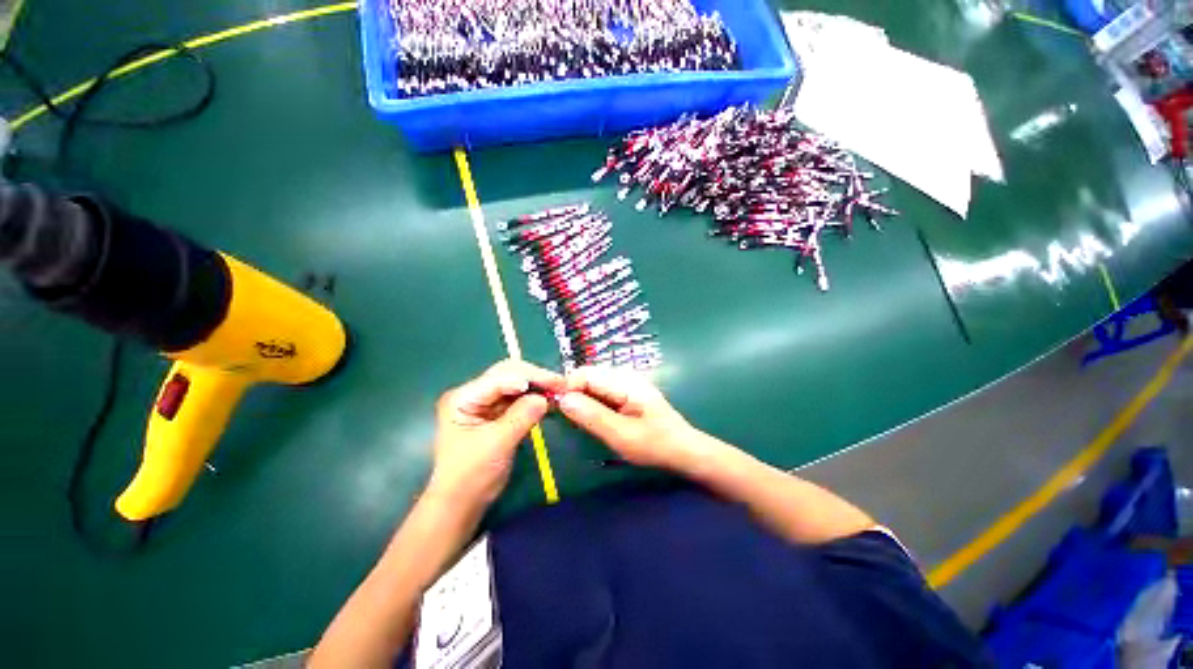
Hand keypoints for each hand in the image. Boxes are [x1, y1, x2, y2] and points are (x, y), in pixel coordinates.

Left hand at [427, 360, 563, 508]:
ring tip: (559, 392)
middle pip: (508, 374)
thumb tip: (545, 397)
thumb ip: (521, 416)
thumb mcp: (498, 444)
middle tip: (561, 386)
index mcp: (464, 397)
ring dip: (537, 386)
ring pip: (515, 383)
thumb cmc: (471, 476)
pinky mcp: (494, 412)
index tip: (558, 383)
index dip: (531, 377)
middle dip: (536, 378)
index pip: (502, 376)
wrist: (460, 505)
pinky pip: (517, 398)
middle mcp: (472, 393)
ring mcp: (483, 402)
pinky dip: (533, 398)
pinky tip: (548, 401)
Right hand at [558, 366, 705, 470]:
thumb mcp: (622, 435)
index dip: (566, 387)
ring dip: (580, 399)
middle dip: (572, 393)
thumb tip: (561, 399)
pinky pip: (600, 392)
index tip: (554, 408)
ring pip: (592, 384)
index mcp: (624, 381)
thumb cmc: (656, 445)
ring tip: (576, 421)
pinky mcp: (625, 392)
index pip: (585, 373)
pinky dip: (590, 403)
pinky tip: (591, 419)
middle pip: (587, 376)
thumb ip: (592, 416)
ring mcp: (625, 383)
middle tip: (564, 419)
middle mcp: (623, 376)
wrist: (684, 451)